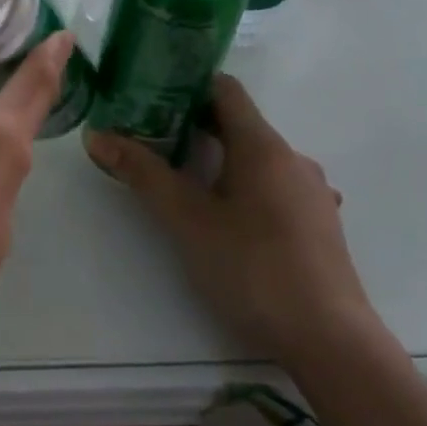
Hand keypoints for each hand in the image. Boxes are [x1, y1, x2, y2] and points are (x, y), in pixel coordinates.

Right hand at [83, 75, 379, 370]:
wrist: (329, 340)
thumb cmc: (252, 269)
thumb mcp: (186, 220)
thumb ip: (142, 173)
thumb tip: (97, 135)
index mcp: (263, 146)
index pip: (224, 89)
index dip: (185, 85)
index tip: (147, 95)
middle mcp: (292, 158)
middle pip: (238, 124)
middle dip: (192, 126)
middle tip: (148, 139)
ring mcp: (310, 191)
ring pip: (256, 158)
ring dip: (218, 159)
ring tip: (180, 180)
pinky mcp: (317, 223)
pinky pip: (273, 186)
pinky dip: (243, 185)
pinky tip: (225, 217)